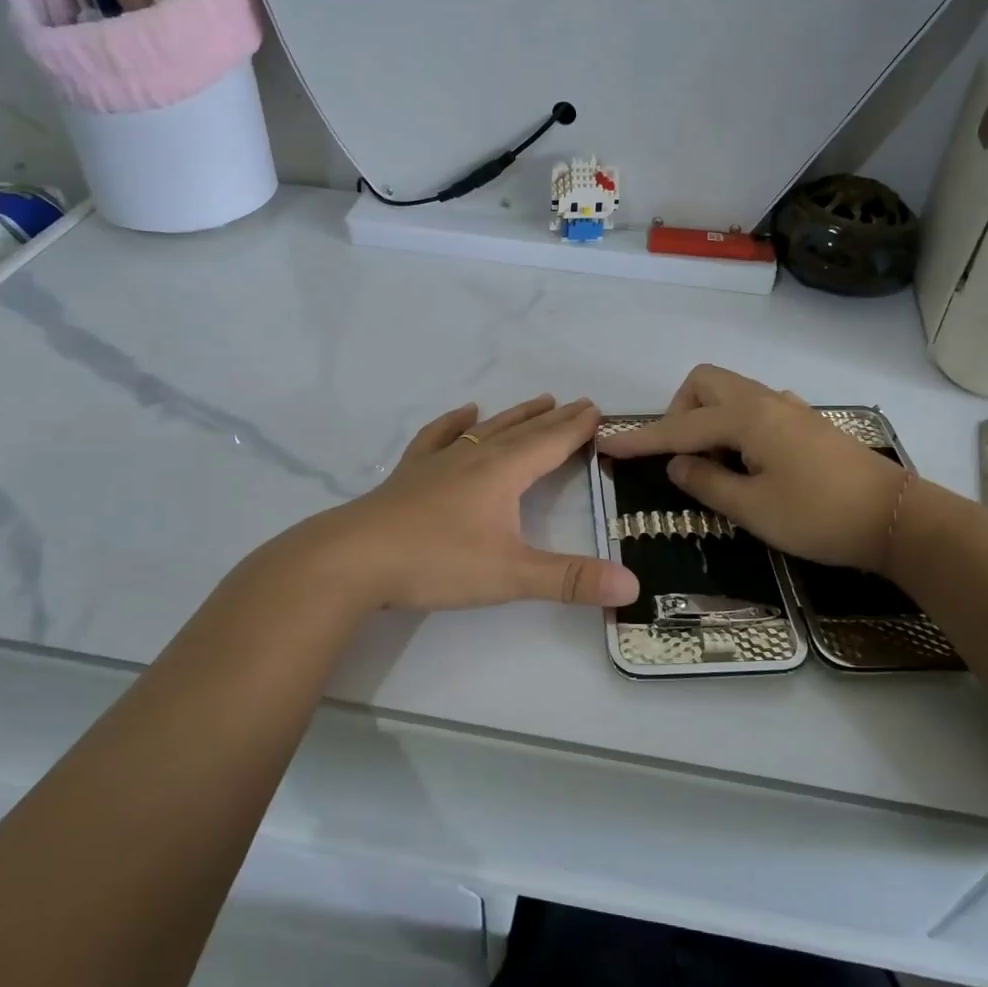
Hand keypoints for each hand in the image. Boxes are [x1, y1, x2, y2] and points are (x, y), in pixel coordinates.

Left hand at [297, 395, 639, 612]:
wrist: (354, 557)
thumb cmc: (437, 561)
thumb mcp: (511, 576)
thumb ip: (570, 580)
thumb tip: (633, 585)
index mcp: (503, 472)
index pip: (550, 443)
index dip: (577, 428)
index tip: (599, 410)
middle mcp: (475, 457)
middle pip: (523, 431)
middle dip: (554, 419)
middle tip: (579, 403)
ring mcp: (439, 461)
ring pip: (487, 429)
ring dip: (516, 415)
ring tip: (538, 400)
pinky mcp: (411, 474)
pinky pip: (439, 437)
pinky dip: (454, 422)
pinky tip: (464, 412)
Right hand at [596, 365, 908, 572]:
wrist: (897, 519)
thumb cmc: (820, 517)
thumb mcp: (753, 509)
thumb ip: (707, 482)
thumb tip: (677, 464)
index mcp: (747, 418)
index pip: (679, 427)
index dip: (640, 440)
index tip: (605, 445)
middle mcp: (765, 401)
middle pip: (704, 383)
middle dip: (680, 413)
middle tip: (683, 457)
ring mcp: (789, 408)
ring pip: (730, 393)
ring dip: (707, 418)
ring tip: (714, 465)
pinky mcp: (805, 422)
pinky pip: (754, 408)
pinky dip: (734, 426)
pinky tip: (749, 462)